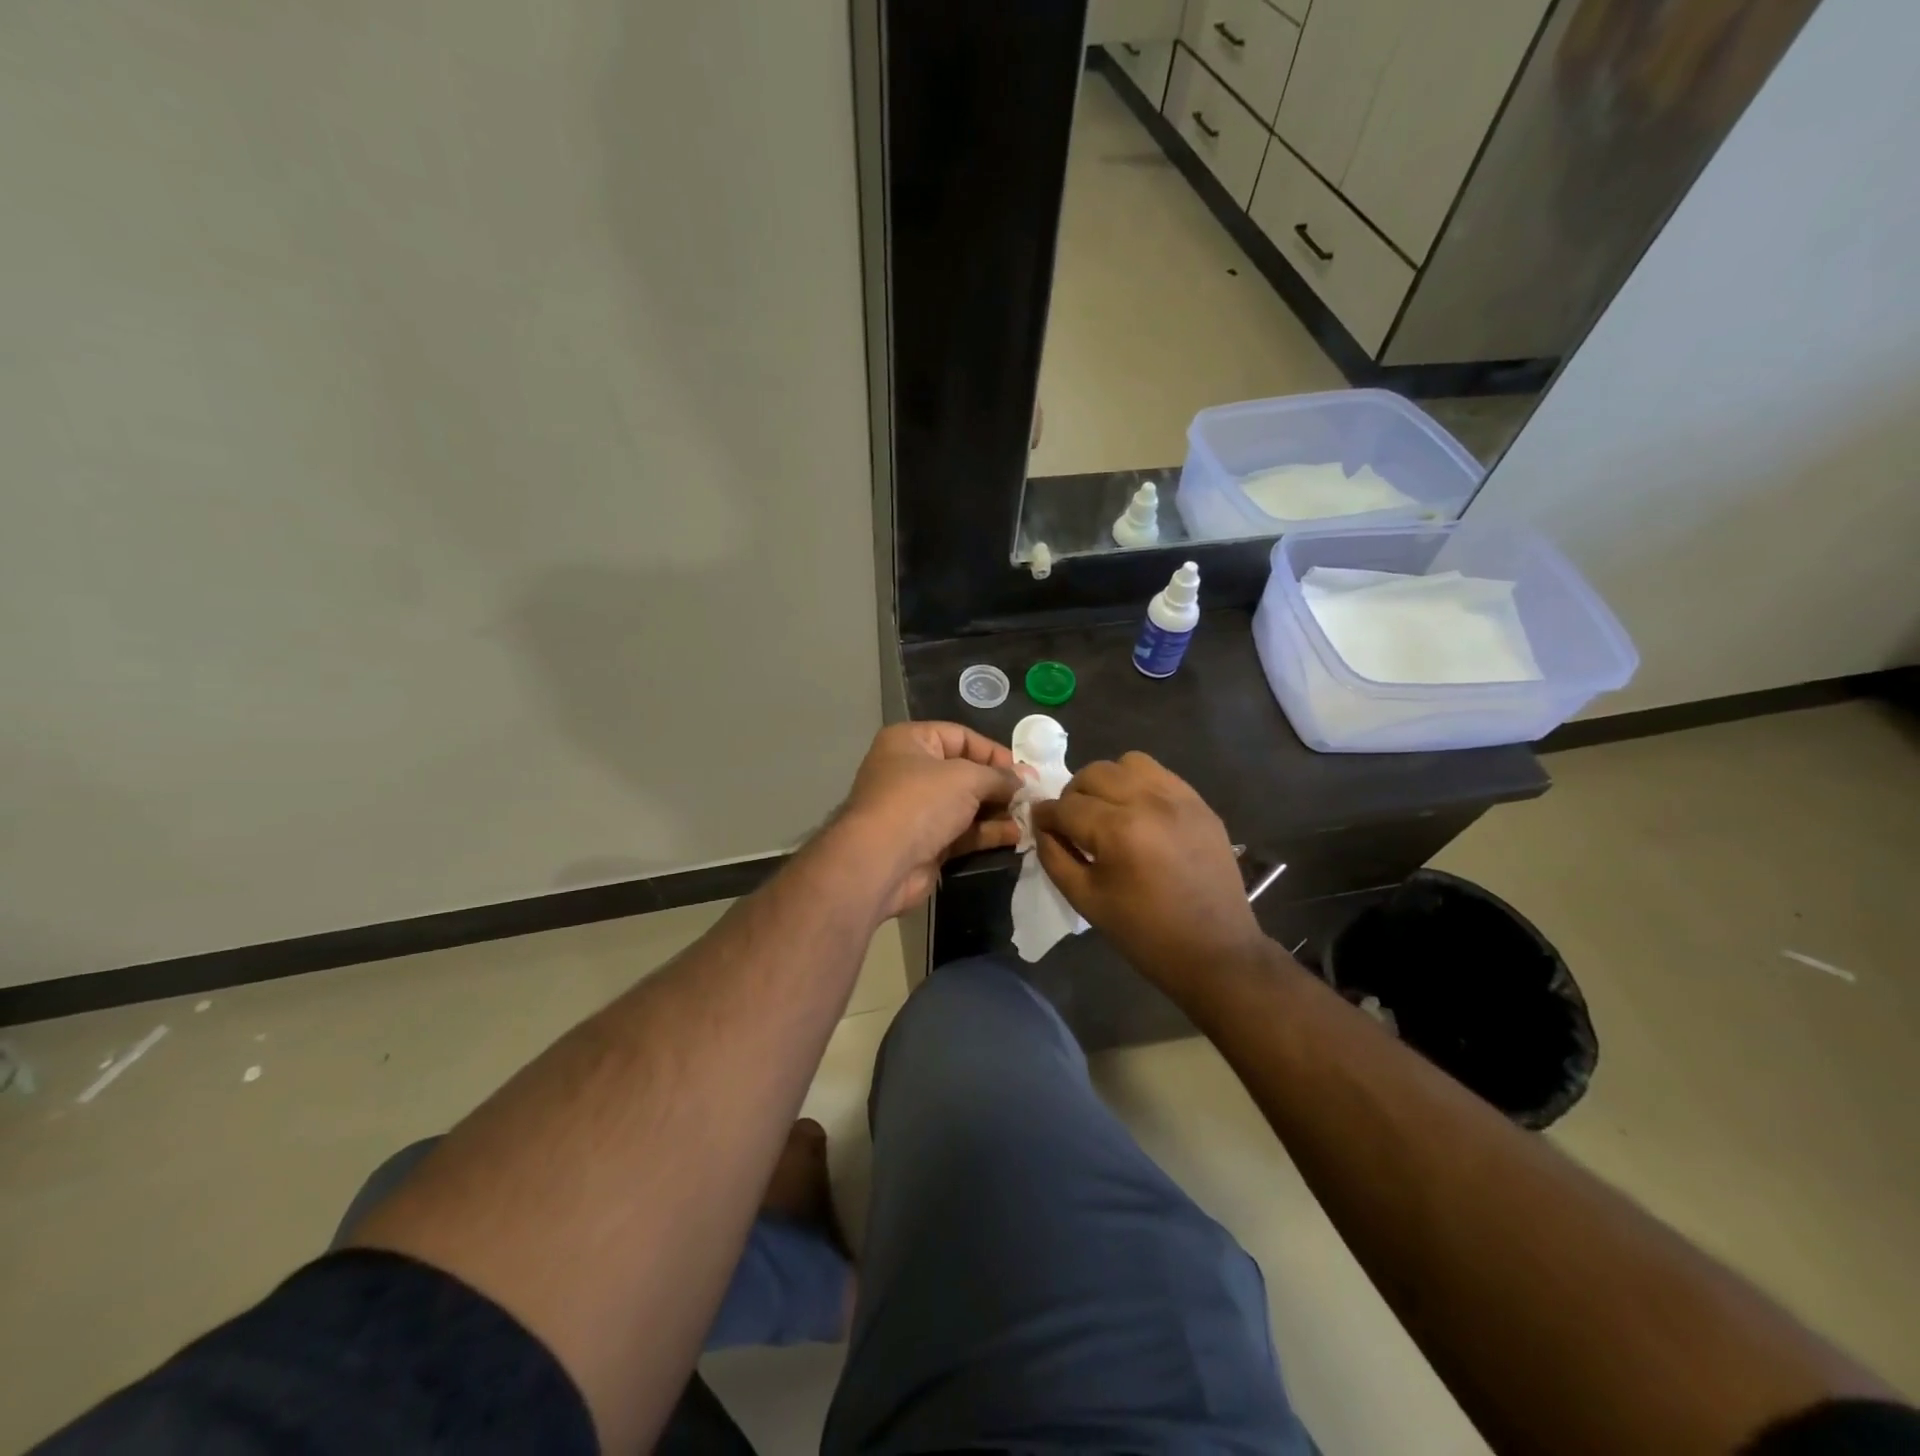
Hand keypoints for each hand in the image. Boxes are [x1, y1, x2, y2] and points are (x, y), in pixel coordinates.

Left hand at [837, 722, 1022, 919]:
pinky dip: (988, 832)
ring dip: (998, 810)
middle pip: (965, 772)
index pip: (960, 737)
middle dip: (999, 784)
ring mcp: (917, 810)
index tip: (1024, 771)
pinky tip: (1016, 836)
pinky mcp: (926, 843)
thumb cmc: (921, 802)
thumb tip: (1026, 779)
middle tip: (1032, 795)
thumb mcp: (966, 778)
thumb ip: (999, 777)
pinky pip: (963, 832)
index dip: (994, 752)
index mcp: (910, 742)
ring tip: (1030, 817)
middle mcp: (911, 771)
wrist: (881, 862)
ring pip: (966, 805)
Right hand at [1032, 752, 1268, 995]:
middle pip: (1094, 774)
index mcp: (1118, 830)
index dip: (1045, 815)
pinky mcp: (1200, 803)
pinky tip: (1138, 814)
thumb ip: (1055, 856)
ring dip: (1108, 781)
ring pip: (1128, 763)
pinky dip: (1139, 785)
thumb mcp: (1085, 900)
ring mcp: (1179, 798)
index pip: (1066, 806)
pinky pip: (1160, 774)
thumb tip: (1042, 827)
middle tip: (1073, 822)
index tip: (1039, 824)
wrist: (1216, 952)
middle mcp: (1148, 801)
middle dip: (1073, 795)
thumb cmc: (1144, 933)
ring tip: (1107, 811)